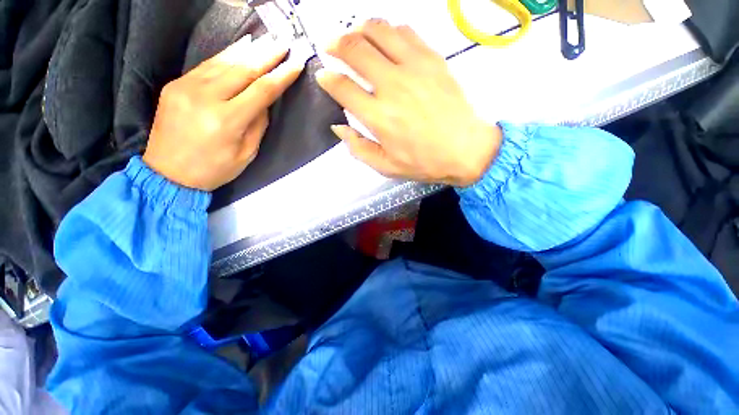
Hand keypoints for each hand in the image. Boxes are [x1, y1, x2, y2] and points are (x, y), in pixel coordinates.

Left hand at [143, 36, 304, 190]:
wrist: (167, 173)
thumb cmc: (214, 169)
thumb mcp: (246, 154)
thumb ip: (257, 125)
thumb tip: (265, 102)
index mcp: (227, 121)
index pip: (261, 91)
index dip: (281, 76)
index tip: (296, 63)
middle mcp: (205, 98)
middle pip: (243, 70)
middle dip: (267, 56)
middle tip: (284, 43)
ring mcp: (186, 88)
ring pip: (223, 62)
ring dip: (247, 50)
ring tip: (265, 41)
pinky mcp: (175, 85)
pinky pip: (206, 65)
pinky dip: (225, 55)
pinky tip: (239, 48)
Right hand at [316, 20, 501, 186]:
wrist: (465, 150)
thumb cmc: (424, 162)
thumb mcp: (385, 166)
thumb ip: (358, 148)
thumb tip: (338, 127)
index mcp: (379, 117)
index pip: (342, 87)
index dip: (326, 78)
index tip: (323, 76)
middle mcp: (392, 86)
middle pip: (354, 49)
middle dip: (335, 44)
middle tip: (330, 47)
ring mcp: (414, 68)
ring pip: (378, 31)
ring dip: (359, 29)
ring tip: (353, 36)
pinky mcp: (433, 59)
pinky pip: (405, 32)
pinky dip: (389, 31)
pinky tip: (385, 40)